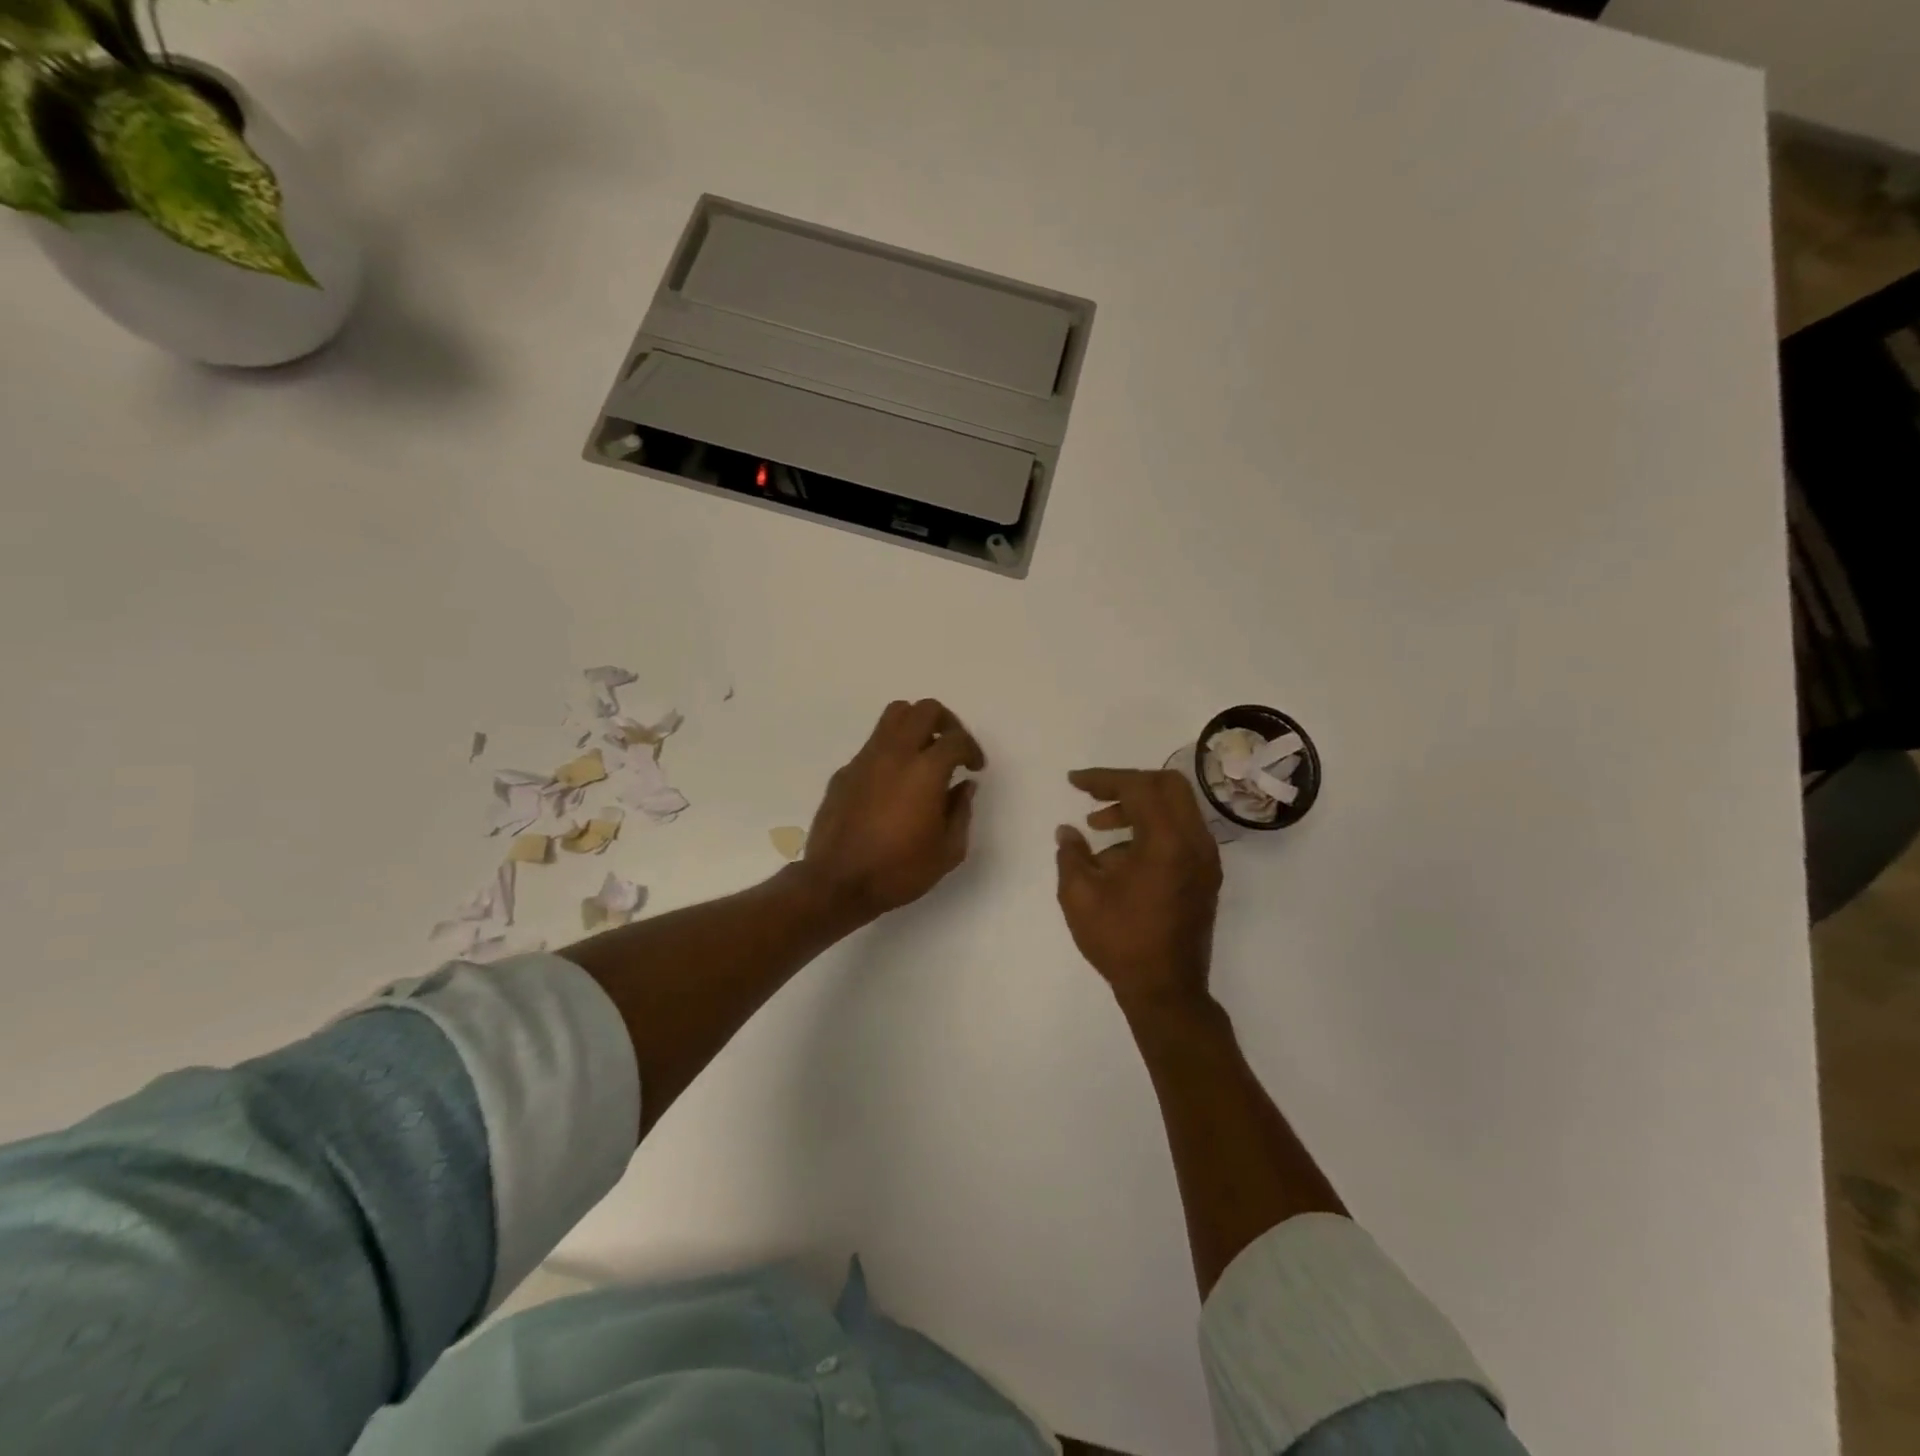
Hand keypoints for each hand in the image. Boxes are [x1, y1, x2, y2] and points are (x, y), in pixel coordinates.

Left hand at [801, 699, 984, 923]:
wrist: (837, 883)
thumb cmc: (898, 871)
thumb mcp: (947, 851)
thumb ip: (961, 812)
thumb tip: (964, 787)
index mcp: (925, 771)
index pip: (956, 739)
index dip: (972, 749)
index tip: (975, 768)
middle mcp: (894, 754)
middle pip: (924, 710)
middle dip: (946, 722)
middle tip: (953, 747)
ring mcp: (865, 759)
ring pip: (893, 716)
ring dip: (915, 725)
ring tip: (924, 754)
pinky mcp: (844, 772)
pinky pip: (873, 745)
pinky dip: (891, 751)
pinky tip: (893, 783)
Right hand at [1056, 768, 1222, 1010]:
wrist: (1166, 991)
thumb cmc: (1120, 941)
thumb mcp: (1080, 896)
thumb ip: (1071, 854)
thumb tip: (1067, 831)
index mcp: (1167, 842)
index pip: (1139, 787)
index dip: (1104, 778)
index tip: (1074, 782)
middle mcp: (1195, 843)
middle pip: (1168, 786)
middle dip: (1127, 784)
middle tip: (1094, 796)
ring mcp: (1206, 860)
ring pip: (1176, 809)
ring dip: (1138, 808)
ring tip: (1098, 827)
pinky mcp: (1205, 876)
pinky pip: (1180, 833)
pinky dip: (1152, 829)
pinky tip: (1119, 857)